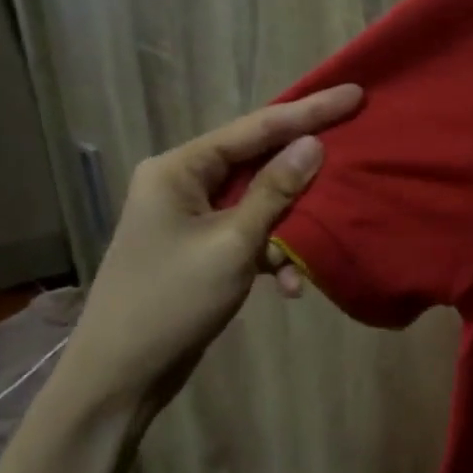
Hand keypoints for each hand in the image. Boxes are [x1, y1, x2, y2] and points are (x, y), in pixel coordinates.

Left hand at [60, 84, 363, 412]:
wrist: (119, 378)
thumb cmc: (171, 302)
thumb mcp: (232, 244)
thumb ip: (274, 191)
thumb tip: (313, 144)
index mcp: (179, 168)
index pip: (255, 128)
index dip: (309, 111)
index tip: (353, 94)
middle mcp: (182, 181)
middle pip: (258, 159)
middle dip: (304, 168)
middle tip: (353, 146)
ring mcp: (190, 215)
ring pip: (258, 200)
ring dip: (288, 226)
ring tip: (317, 242)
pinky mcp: (201, 246)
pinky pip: (248, 233)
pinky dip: (270, 253)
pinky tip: (286, 286)